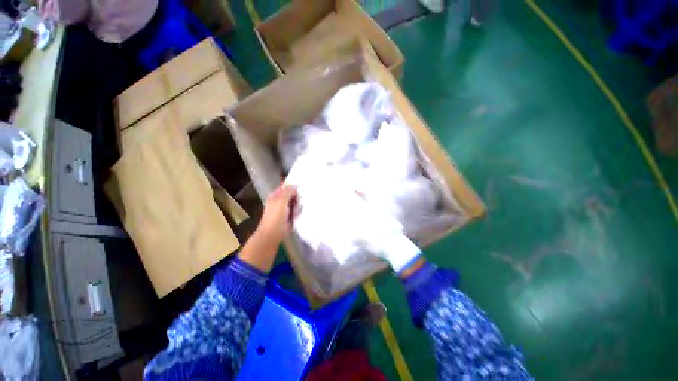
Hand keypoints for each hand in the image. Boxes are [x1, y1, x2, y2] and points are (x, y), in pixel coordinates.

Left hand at [255, 183, 297, 244]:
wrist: (273, 234)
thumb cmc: (275, 216)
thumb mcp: (282, 201)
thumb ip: (289, 191)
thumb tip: (295, 185)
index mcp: (275, 195)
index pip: (286, 186)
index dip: (293, 186)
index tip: (301, 187)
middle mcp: (280, 200)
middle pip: (292, 194)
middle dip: (297, 197)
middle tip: (298, 201)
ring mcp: (285, 209)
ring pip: (295, 202)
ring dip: (297, 205)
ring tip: (295, 211)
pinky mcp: (289, 216)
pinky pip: (296, 210)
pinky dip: (298, 212)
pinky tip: (296, 215)